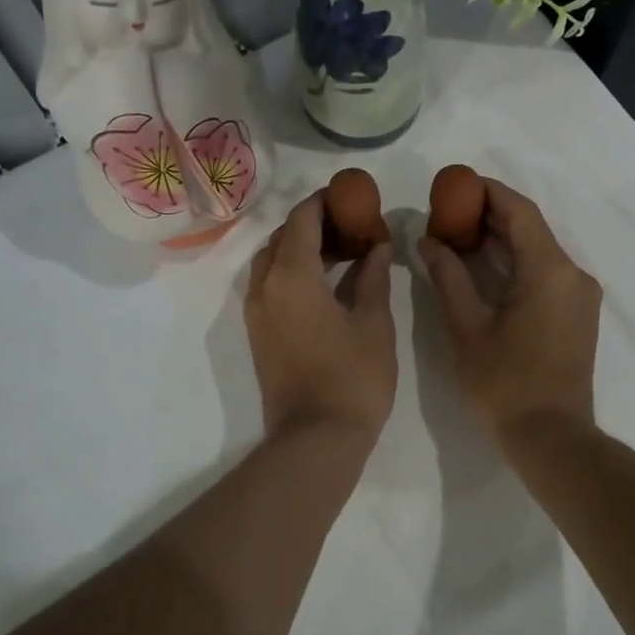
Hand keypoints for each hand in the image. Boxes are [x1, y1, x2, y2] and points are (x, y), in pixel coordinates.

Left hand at [245, 193, 397, 450]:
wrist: (315, 438)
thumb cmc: (353, 377)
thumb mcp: (374, 322)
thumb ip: (374, 276)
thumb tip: (378, 246)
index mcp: (292, 275)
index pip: (303, 219)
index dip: (326, 201)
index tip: (352, 196)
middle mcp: (264, 286)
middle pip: (283, 236)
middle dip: (315, 223)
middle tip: (352, 224)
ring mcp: (256, 312)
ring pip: (271, 261)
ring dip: (301, 247)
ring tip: (342, 251)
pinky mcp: (258, 333)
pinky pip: (269, 285)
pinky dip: (292, 271)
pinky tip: (325, 282)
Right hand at [417, 176, 601, 451]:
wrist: (552, 436)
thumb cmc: (505, 383)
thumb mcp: (467, 327)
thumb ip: (448, 277)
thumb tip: (428, 241)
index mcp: (549, 270)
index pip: (519, 211)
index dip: (487, 192)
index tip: (455, 184)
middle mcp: (572, 273)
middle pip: (531, 228)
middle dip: (490, 215)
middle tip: (449, 210)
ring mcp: (579, 294)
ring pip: (539, 250)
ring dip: (502, 239)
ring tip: (459, 234)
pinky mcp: (577, 313)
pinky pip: (546, 272)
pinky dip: (516, 262)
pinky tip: (485, 266)